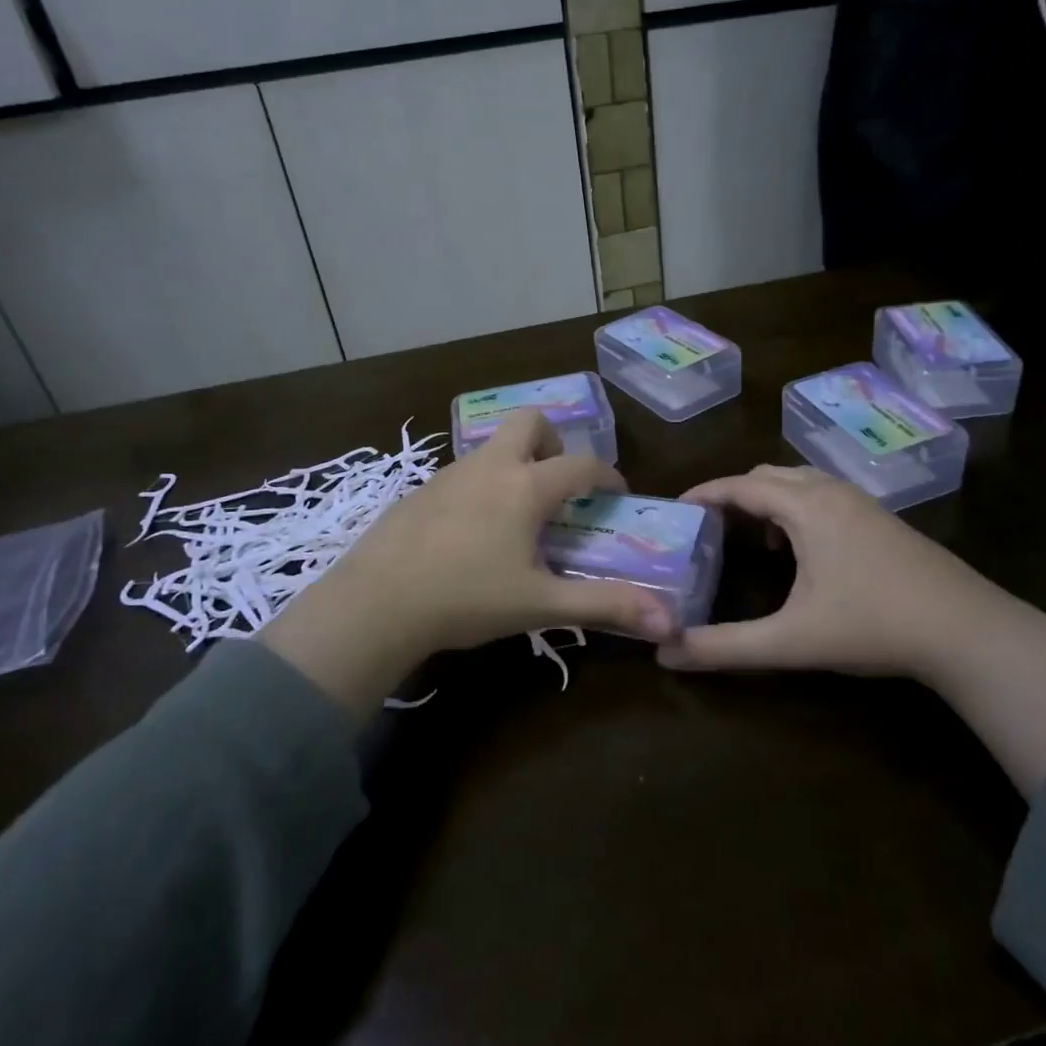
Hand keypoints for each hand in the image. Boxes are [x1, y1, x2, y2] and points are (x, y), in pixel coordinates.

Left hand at [262, 410, 674, 715]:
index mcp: (526, 486)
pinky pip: (465, 471)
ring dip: (517, 464)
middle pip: (531, 422)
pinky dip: (484, 484)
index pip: (582, 464)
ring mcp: (450, 473)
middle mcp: (491, 466)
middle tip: (558, 487)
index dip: (607, 476)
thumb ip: (605, 606)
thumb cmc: (466, 599)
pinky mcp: (422, 490)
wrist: (375, 603)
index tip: (616, 494)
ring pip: (494, 446)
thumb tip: (669, 622)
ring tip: (519, 515)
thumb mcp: (541, 603)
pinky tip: (473, 531)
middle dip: (554, 443)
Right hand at [658, 465, 1045, 678]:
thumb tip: (665, 654)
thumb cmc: (873, 625)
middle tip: (709, 527)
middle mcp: (831, 491)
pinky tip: (802, 552)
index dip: (704, 493)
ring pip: (800, 482)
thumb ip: (726, 647)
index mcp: (806, 506)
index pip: (740, 485)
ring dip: (768, 500)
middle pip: (768, 475)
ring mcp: (862, 502)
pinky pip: (823, 496)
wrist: (967, 630)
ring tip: (751, 539)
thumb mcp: (791, 641)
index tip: (674, 508)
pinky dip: (796, 509)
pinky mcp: (881, 519)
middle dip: (734, 494)